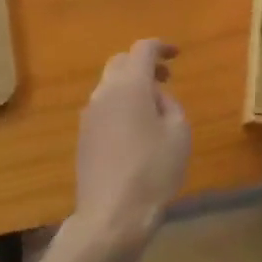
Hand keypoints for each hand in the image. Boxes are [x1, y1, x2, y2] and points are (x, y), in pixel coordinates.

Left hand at [72, 39, 190, 250]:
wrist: (111, 215)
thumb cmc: (152, 171)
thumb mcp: (178, 133)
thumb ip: (169, 105)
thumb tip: (155, 98)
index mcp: (129, 85)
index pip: (142, 49)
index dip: (161, 47)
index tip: (177, 54)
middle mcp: (104, 92)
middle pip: (121, 63)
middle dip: (143, 64)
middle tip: (166, 78)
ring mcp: (89, 115)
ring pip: (109, 86)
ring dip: (130, 86)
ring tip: (153, 108)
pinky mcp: (83, 136)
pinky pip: (103, 108)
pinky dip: (120, 105)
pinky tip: (135, 130)